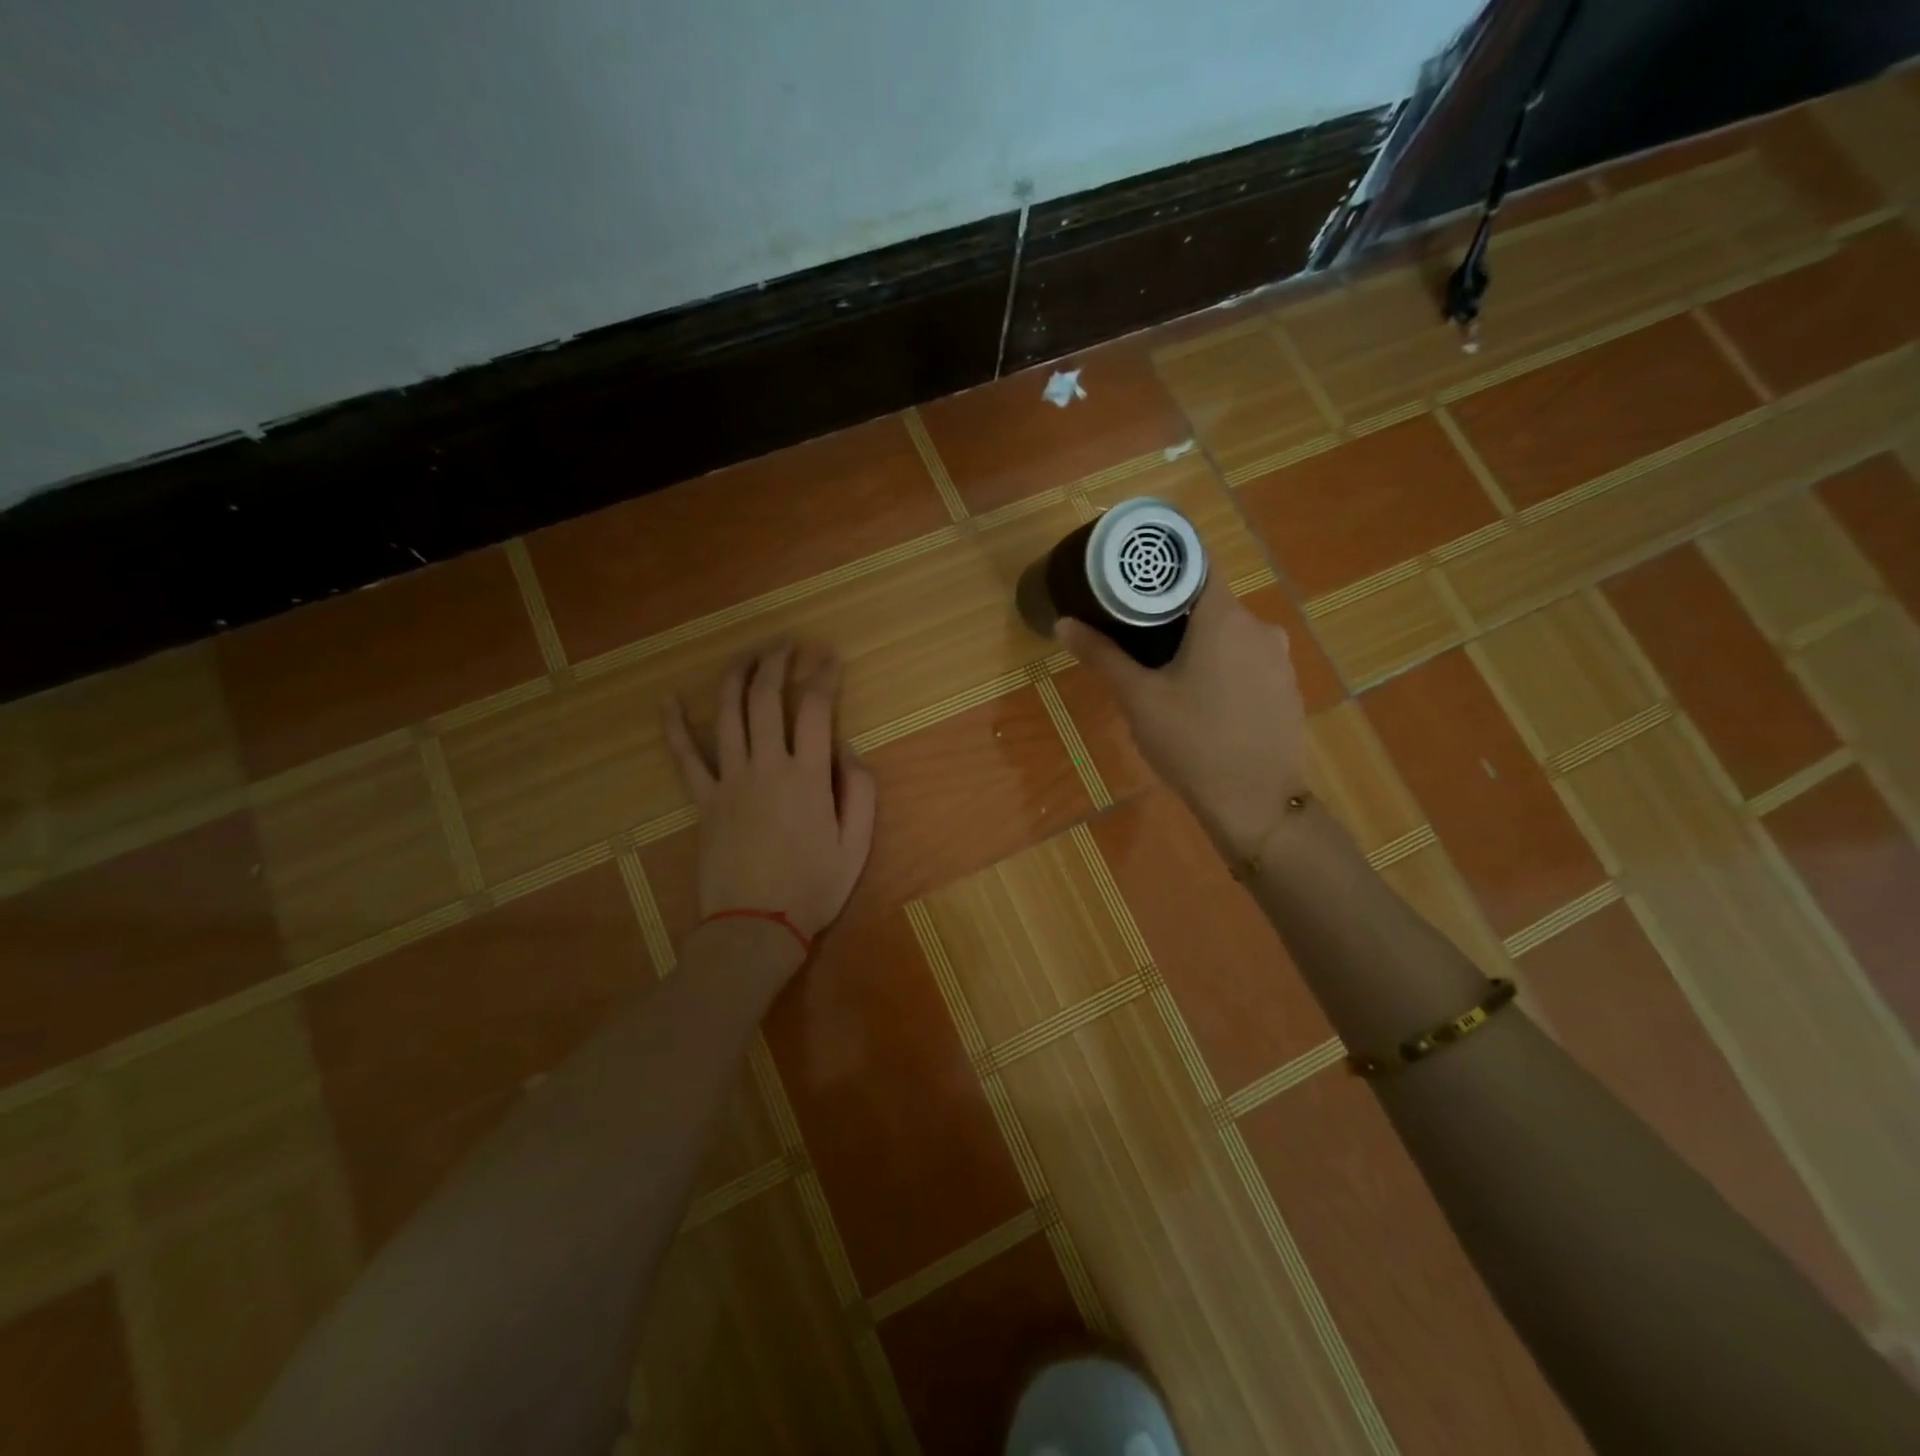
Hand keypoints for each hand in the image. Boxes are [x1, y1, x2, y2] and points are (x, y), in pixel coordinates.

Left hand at [663, 641, 876, 958]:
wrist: (754, 926)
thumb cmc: (812, 888)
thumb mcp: (856, 845)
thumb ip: (859, 791)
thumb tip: (847, 749)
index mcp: (807, 776)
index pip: (814, 708)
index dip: (822, 675)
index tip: (828, 656)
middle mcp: (765, 766)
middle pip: (765, 698)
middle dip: (776, 662)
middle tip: (786, 644)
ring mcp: (728, 780)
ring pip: (727, 714)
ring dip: (736, 676)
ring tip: (747, 654)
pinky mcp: (703, 800)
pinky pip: (684, 757)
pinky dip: (674, 726)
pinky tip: (667, 700)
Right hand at [1056, 576, 1308, 857]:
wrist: (1256, 804)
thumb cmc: (1192, 743)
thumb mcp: (1139, 698)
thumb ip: (1103, 655)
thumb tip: (1063, 623)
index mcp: (1224, 618)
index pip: (1196, 564)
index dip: (1164, 565)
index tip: (1134, 575)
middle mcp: (1260, 627)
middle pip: (1211, 602)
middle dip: (1174, 612)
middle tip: (1136, 632)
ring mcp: (1279, 660)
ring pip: (1231, 635)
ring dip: (1200, 643)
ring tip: (1165, 670)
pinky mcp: (1287, 689)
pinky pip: (1249, 662)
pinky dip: (1224, 667)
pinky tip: (1203, 700)